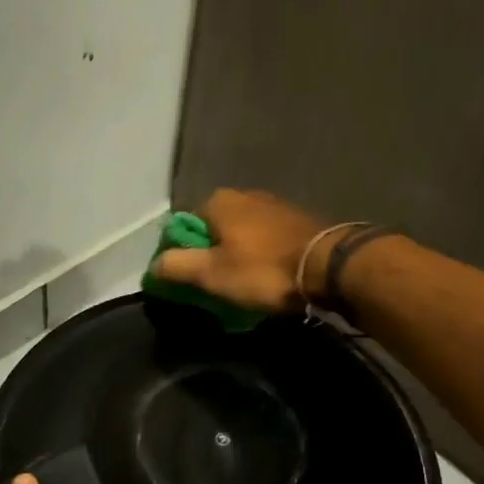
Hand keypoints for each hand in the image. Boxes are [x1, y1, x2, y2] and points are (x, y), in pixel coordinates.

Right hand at [152, 188, 329, 312]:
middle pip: (215, 230)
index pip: (185, 226)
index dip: (182, 255)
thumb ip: (176, 266)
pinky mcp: (299, 221)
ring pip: (244, 236)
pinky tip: (270, 277)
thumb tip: (153, 266)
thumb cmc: (264, 270)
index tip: (190, 282)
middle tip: (218, 288)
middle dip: (213, 257)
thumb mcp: (211, 274)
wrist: (330, 267)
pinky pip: (268, 241)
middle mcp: (246, 195)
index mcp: (219, 201)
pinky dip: (263, 257)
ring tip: (245, 287)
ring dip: (240, 258)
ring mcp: (275, 206)